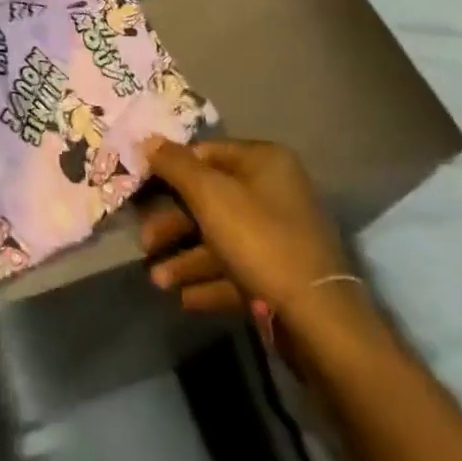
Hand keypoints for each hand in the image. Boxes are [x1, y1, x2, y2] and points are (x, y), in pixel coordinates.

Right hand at [139, 138, 356, 326]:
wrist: (319, 321)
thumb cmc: (260, 239)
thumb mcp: (209, 194)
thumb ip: (175, 165)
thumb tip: (147, 139)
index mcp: (264, 161)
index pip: (207, 153)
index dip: (172, 168)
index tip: (142, 187)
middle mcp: (275, 192)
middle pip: (211, 199)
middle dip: (175, 224)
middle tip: (145, 243)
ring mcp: (281, 237)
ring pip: (222, 239)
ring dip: (187, 259)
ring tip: (158, 281)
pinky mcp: (282, 278)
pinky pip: (238, 271)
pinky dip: (210, 282)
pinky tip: (184, 299)